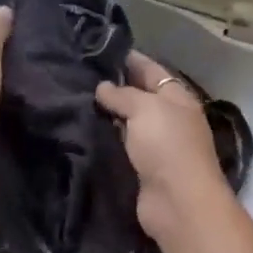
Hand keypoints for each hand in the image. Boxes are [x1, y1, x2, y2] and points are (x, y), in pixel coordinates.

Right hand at [95, 52, 231, 242]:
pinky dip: (106, 138)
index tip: (96, 50)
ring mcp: (157, 144)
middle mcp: (169, 117)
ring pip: (128, 121)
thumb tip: (102, 87)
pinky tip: (83, 130)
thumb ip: (122, 95)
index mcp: (177, 97)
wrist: (178, 202)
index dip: (127, 58)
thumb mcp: (145, 109)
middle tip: (77, 76)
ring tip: (73, 100)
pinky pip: (121, 145)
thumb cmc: (167, 146)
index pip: (150, 69)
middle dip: (113, 86)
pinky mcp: (143, 167)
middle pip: (139, 95)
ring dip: (107, 114)